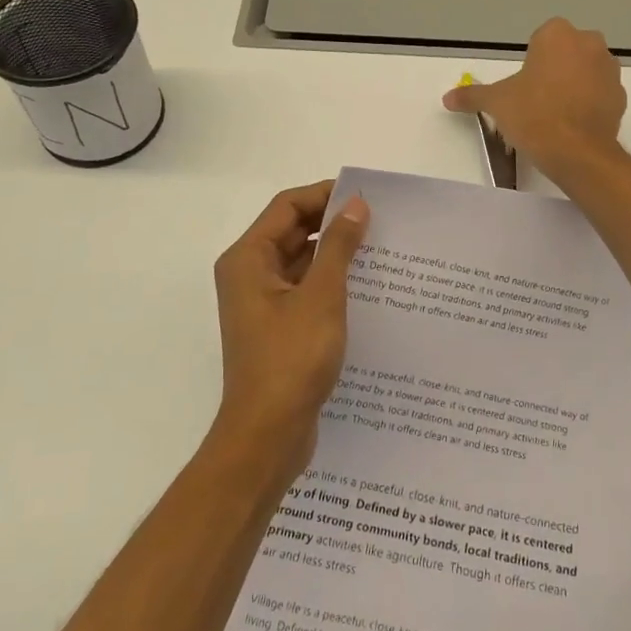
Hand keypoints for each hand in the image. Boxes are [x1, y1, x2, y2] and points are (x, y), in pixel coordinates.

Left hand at [210, 180, 369, 479]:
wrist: (268, 435)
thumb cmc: (291, 358)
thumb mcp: (322, 295)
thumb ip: (339, 246)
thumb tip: (355, 205)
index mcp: (248, 259)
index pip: (287, 207)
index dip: (324, 195)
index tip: (366, 197)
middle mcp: (250, 274)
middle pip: (293, 231)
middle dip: (334, 224)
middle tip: (380, 222)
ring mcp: (263, 303)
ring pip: (302, 262)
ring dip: (336, 254)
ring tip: (381, 250)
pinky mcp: (278, 328)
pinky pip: (306, 290)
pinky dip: (332, 283)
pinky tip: (368, 288)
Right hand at [442, 18, 626, 181]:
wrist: (576, 152)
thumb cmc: (533, 114)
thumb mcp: (496, 103)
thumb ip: (472, 96)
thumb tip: (447, 97)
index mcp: (558, 34)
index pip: (541, 39)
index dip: (531, 62)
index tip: (524, 86)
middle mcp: (590, 43)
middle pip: (567, 52)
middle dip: (554, 70)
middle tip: (536, 99)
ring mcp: (610, 70)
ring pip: (586, 71)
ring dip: (574, 85)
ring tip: (555, 115)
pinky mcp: (621, 97)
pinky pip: (600, 94)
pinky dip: (589, 104)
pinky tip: (573, 126)